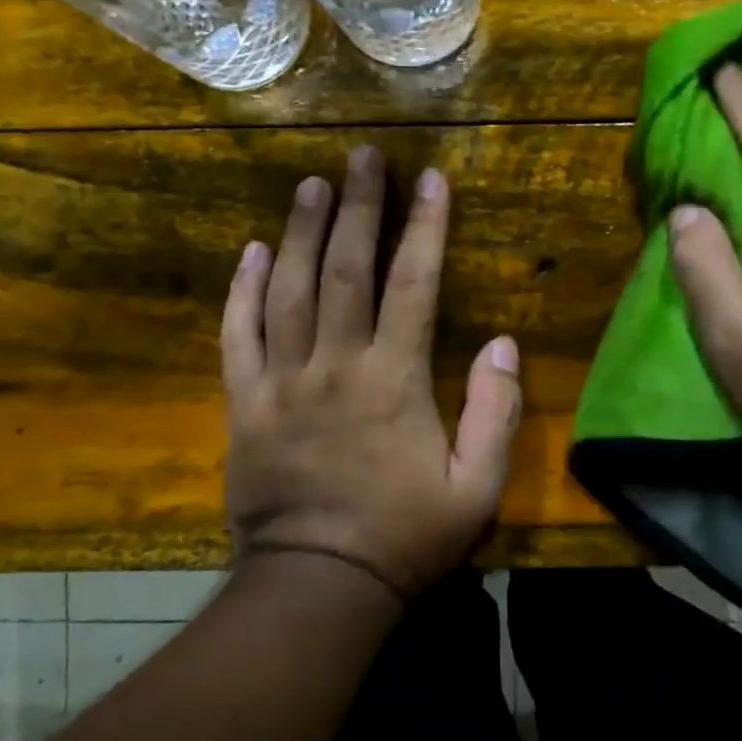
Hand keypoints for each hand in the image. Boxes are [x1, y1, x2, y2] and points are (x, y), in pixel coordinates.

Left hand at [221, 147, 522, 600]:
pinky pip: (238, 334)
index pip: (413, 285)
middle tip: (363, 156)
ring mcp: (281, 381)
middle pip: (346, 270)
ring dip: (302, 231)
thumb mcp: (476, 487)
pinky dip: (243, 289)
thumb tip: (503, 343)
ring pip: (289, 289)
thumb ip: (494, 412)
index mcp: (393, 380)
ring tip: (312, 184)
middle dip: (359, 208)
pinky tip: (252, 250)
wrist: (317, 584)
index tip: (430, 180)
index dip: (424, 228)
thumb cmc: (404, 536)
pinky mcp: (244, 403)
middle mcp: (335, 365)